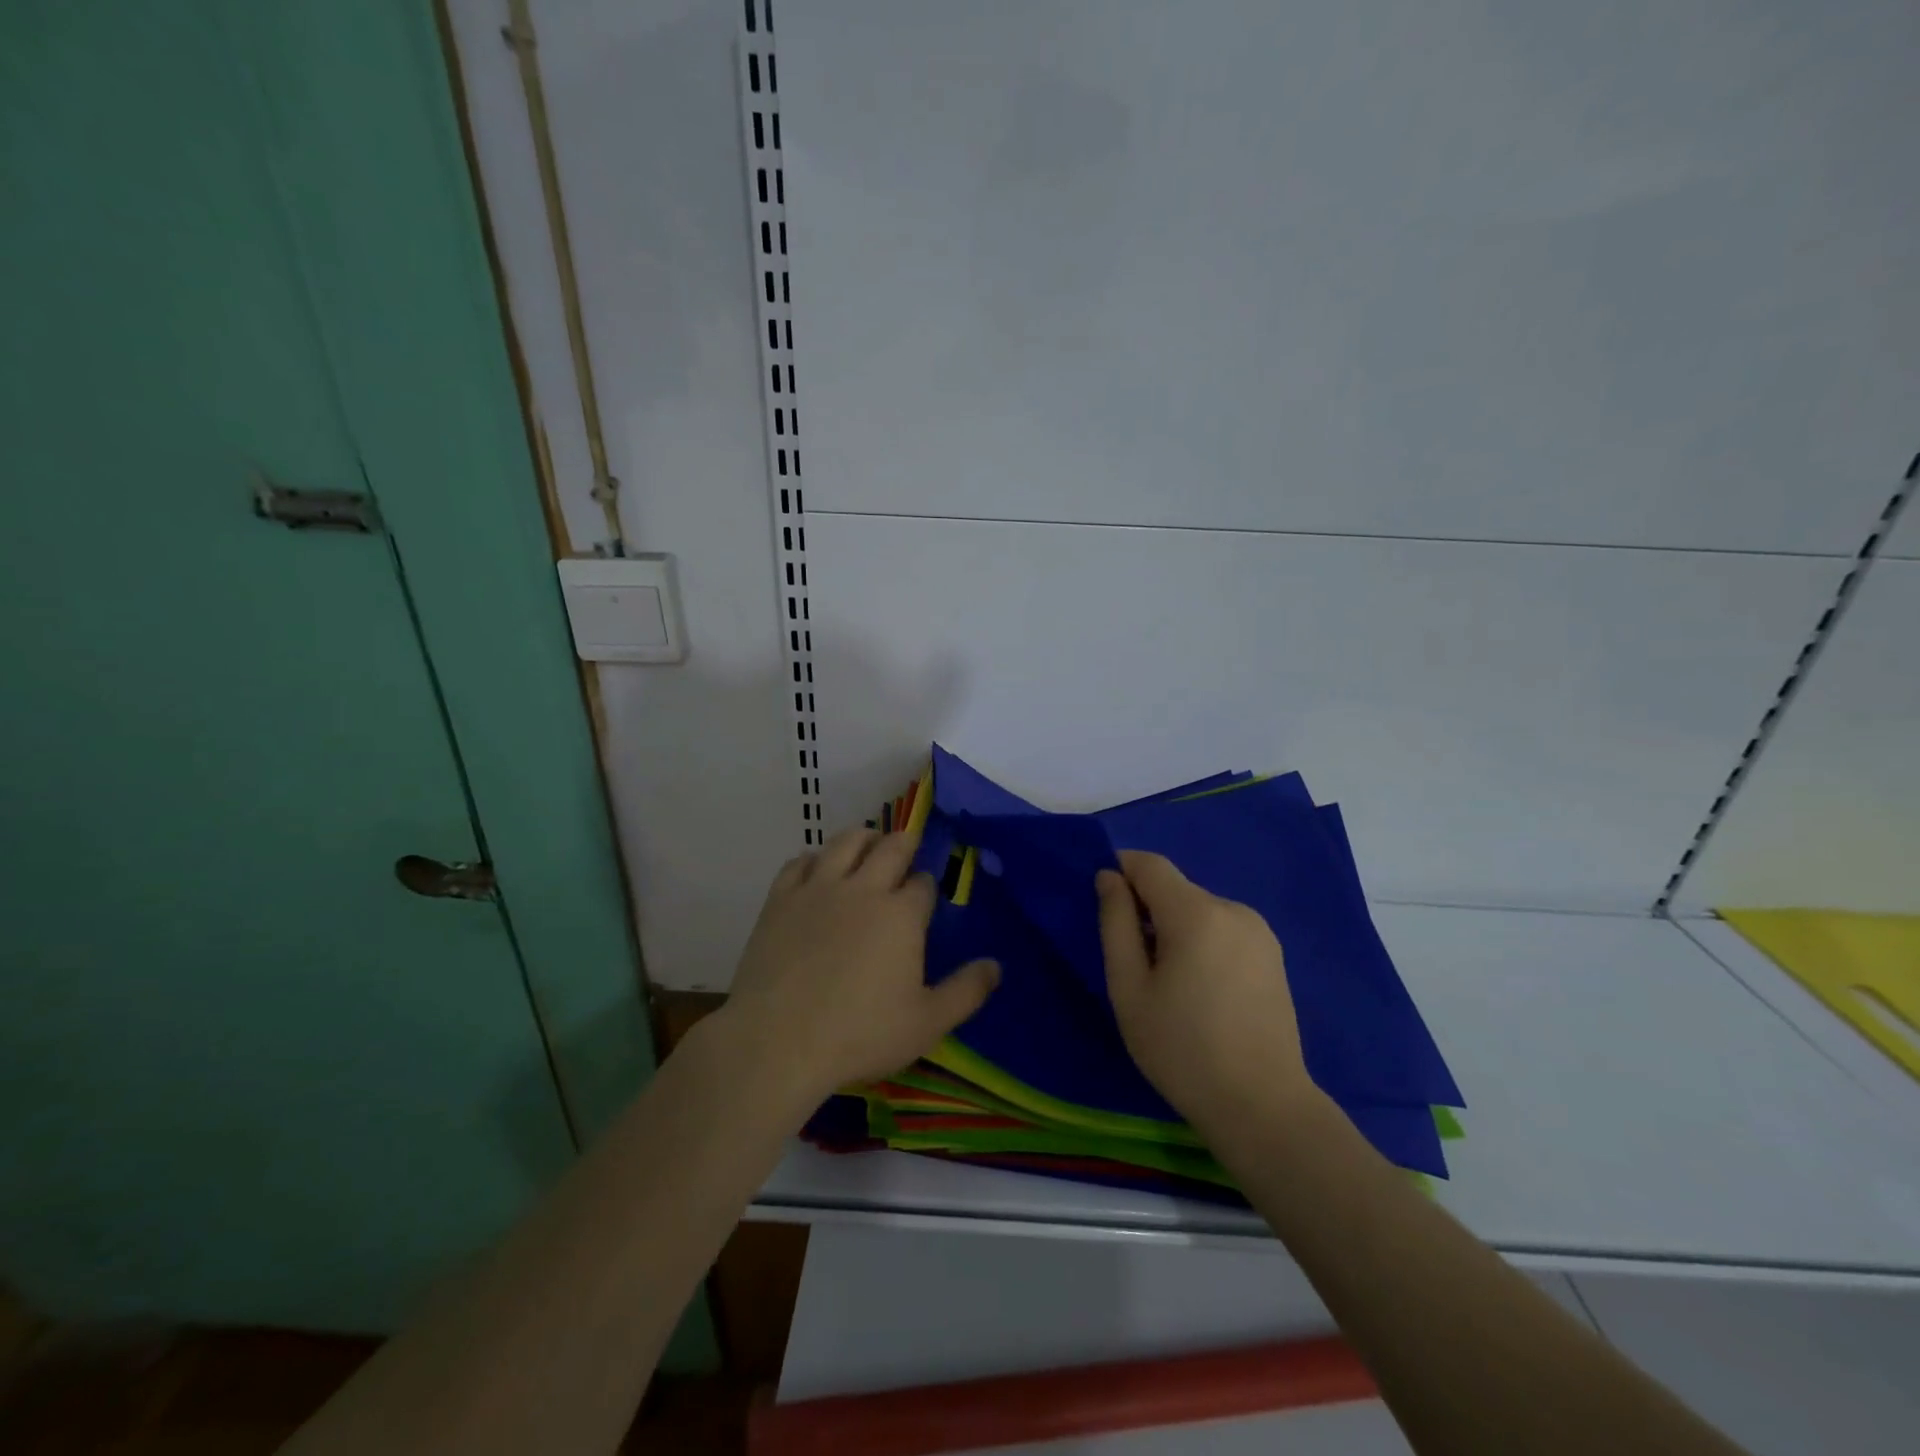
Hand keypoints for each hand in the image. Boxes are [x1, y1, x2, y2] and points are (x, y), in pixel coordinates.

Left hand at [719, 826, 999, 1101]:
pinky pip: (800, 861)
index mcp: (901, 914)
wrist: (776, 1041)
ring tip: (868, 844)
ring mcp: (818, 889)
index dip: (927, 885)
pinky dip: (815, 858)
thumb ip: (966, 992)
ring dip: (863, 838)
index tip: (925, 895)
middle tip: (906, 848)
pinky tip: (818, 868)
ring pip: (845, 841)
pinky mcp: (780, 899)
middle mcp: (863, 888)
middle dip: (904, 844)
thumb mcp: (926, 1023)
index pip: (922, 883)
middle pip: (890, 847)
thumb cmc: (859, 1034)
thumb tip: (996, 966)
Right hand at [1096, 850, 1314, 1124]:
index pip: (1149, 864)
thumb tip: (1108, 877)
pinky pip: (1223, 929)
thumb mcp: (1129, 988)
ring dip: (1175, 928)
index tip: (1104, 907)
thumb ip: (1116, 923)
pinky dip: (1202, 942)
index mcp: (1196, 913)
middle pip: (1175, 889)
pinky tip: (1201, 990)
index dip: (1120, 871)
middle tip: (1134, 964)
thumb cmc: (1181, 1050)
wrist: (1262, 1106)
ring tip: (1170, 984)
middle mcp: (1232, 909)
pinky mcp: (1273, 954)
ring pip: (1199, 910)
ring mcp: (1259, 931)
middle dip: (1147, 909)